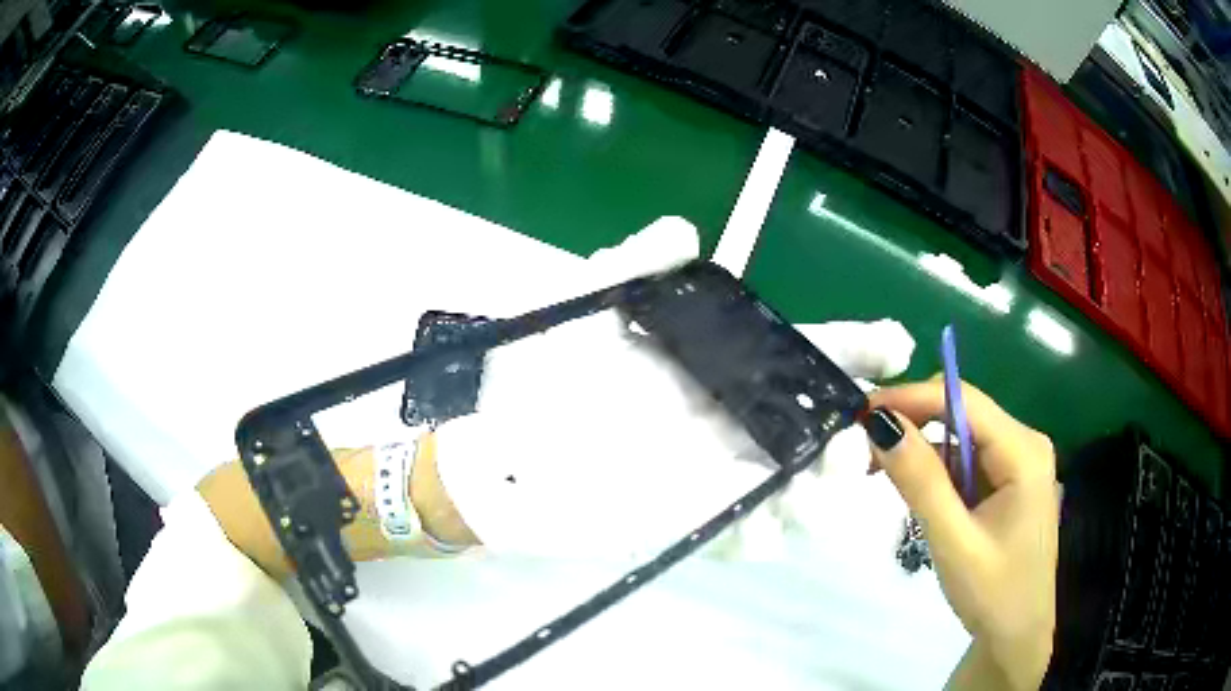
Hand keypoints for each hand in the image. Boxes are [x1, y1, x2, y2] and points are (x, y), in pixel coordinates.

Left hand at [430, 217, 916, 557]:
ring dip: (823, 491)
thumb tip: (686, 227)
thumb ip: (635, 262)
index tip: (895, 342)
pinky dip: (762, 535)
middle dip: (854, 430)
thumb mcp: (581, 301)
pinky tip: (764, 528)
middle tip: (860, 434)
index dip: (855, 346)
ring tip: (825, 480)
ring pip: (794, 487)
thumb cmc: (533, 372)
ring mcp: (711, 475)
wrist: (494, 446)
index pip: (802, 351)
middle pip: (815, 426)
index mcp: (716, 363)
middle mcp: (728, 418)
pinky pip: (740, 535)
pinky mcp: (686, 521)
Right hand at [865, 380, 1057, 690]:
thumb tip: (880, 424)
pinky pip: (966, 458)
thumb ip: (920, 482)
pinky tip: (916, 489)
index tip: (862, 412)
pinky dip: (936, 467)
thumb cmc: (993, 593)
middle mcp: (1024, 443)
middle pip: (963, 411)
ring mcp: (1018, 461)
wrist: (1017, 633)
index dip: (912, 398)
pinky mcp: (1008, 480)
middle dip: (914, 421)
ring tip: (880, 470)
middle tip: (866, 449)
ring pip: (961, 434)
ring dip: (921, 447)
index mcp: (1023, 451)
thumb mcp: (952, 541)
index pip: (964, 401)